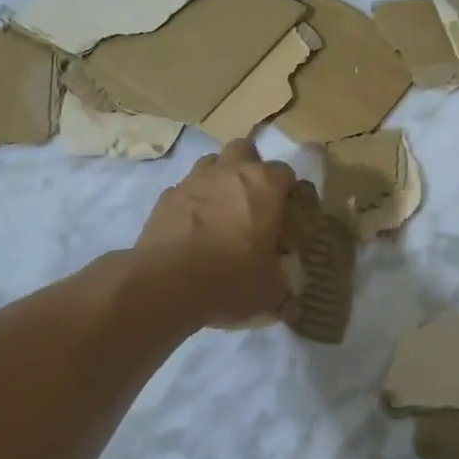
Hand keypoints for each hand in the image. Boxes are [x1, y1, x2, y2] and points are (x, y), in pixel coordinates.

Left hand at [136, 141, 297, 327]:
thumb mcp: (269, 293)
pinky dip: (192, 202)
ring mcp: (193, 180)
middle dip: (251, 167)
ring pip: (211, 163)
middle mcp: (230, 171)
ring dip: (219, 179)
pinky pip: (184, 189)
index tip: (288, 215)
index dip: (289, 193)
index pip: (286, 173)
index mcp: (264, 185)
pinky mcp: (165, 197)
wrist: (168, 282)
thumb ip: (284, 295)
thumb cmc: (231, 278)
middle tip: (253, 201)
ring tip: (221, 211)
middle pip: (245, 150)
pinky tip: (192, 228)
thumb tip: (292, 309)